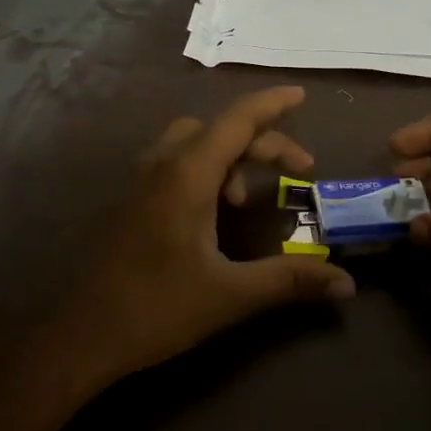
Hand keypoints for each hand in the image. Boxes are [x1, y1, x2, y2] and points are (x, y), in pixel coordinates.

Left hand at [44, 86, 355, 397]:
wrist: (83, 335)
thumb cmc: (157, 308)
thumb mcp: (231, 294)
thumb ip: (290, 280)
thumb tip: (347, 283)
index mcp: (187, 176)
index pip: (237, 121)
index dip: (271, 104)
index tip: (301, 95)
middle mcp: (162, 165)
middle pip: (219, 130)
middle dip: (263, 142)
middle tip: (299, 169)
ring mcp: (140, 180)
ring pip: (193, 142)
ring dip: (230, 155)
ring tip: (247, 198)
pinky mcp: (130, 200)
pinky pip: (174, 162)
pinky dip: (205, 168)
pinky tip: (213, 211)